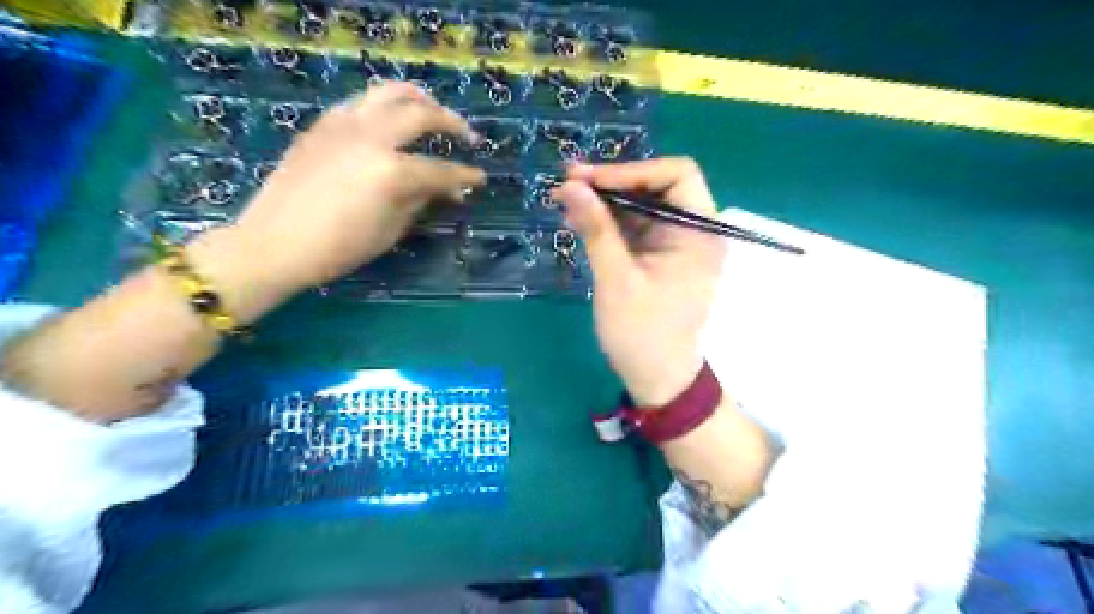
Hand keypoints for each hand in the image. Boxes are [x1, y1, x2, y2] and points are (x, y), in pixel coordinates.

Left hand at [233, 82, 482, 292]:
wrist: (274, 243)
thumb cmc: (338, 248)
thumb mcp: (390, 230)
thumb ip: (420, 201)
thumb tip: (444, 190)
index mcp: (390, 171)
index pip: (440, 170)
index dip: (465, 176)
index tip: (480, 179)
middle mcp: (371, 137)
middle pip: (420, 114)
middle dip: (451, 123)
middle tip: (467, 136)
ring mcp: (343, 125)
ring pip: (388, 93)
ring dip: (418, 99)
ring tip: (432, 111)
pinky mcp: (323, 125)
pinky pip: (361, 103)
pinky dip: (384, 106)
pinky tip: (390, 122)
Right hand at [556, 158, 722, 407]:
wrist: (658, 379)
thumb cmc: (642, 333)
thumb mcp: (616, 279)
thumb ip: (596, 229)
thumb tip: (569, 186)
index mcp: (699, 232)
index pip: (675, 174)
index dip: (630, 171)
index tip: (587, 180)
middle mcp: (694, 231)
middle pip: (656, 187)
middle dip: (612, 184)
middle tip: (567, 185)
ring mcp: (677, 244)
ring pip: (642, 206)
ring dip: (605, 203)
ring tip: (565, 203)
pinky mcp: (661, 257)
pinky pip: (636, 228)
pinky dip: (609, 224)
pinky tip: (579, 223)